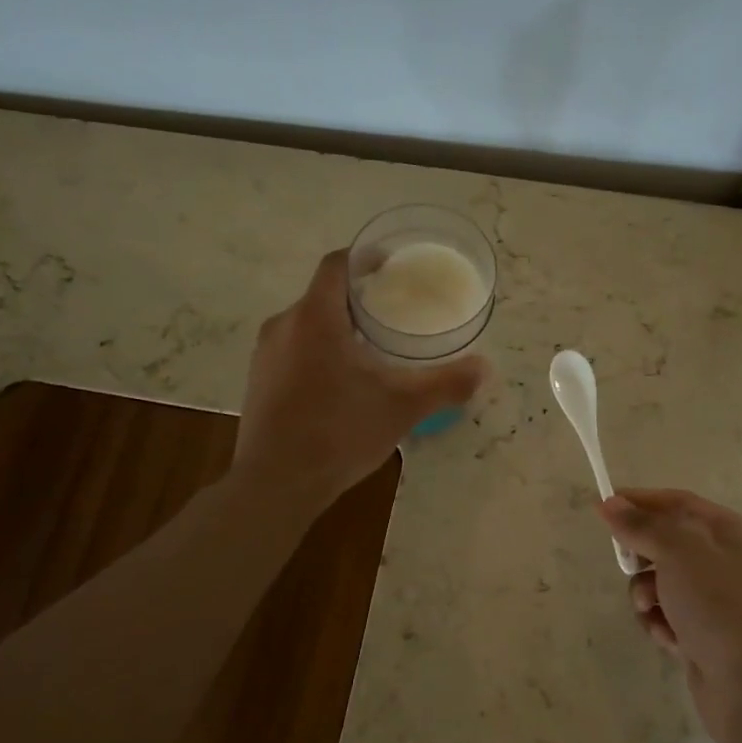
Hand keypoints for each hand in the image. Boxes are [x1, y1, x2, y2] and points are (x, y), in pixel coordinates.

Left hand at [234, 249, 487, 512]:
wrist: (275, 484)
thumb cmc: (339, 432)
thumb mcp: (402, 407)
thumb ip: (445, 384)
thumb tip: (484, 368)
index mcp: (315, 317)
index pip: (337, 265)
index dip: (364, 258)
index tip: (390, 266)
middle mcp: (283, 326)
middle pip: (321, 294)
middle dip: (355, 297)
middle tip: (390, 311)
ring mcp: (265, 355)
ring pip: (305, 324)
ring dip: (336, 327)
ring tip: (369, 347)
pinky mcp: (258, 382)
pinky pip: (292, 350)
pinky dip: (317, 351)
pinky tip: (339, 382)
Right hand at [598, 489, 741, 742]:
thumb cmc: (722, 609)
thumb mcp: (679, 553)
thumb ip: (643, 526)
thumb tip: (610, 503)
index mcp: (737, 534)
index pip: (681, 503)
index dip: (641, 501)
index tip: (604, 506)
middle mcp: (733, 564)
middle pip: (671, 543)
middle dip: (643, 554)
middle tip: (625, 563)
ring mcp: (723, 604)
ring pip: (666, 583)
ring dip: (647, 594)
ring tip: (649, 610)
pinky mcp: (710, 639)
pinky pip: (672, 618)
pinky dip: (662, 624)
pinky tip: (667, 640)